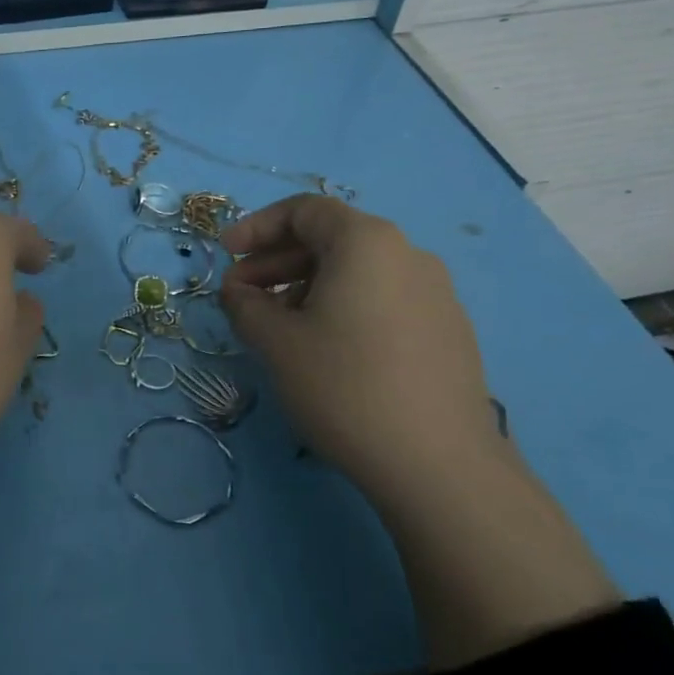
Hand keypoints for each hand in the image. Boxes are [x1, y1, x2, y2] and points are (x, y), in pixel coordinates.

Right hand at [221, 196, 618, 667]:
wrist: (438, 464)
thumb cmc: (344, 386)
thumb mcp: (276, 342)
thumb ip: (245, 305)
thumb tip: (237, 292)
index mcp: (366, 242)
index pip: (304, 210)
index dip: (256, 226)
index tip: (225, 253)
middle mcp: (407, 254)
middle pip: (331, 239)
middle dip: (277, 261)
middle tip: (241, 295)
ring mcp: (435, 293)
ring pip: (357, 272)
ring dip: (307, 286)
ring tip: (277, 326)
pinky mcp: (448, 330)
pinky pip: (383, 299)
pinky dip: (343, 306)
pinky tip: (325, 349)